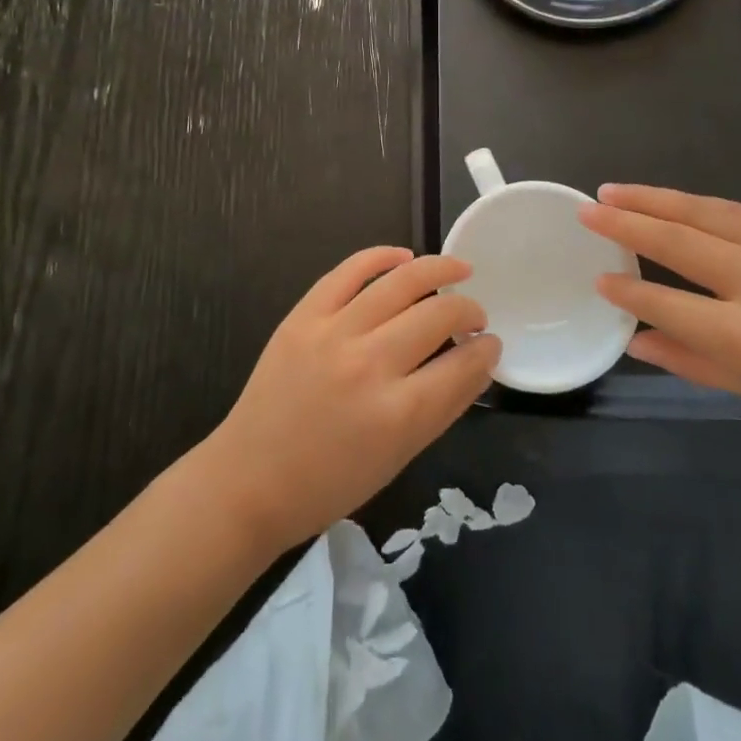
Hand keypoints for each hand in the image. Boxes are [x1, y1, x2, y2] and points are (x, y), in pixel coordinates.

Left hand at [200, 248, 497, 552]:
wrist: (249, 480)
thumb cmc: (330, 483)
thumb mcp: (399, 457)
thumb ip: (444, 406)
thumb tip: (479, 361)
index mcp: (398, 414)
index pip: (462, 365)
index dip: (487, 350)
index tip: (491, 343)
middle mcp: (369, 365)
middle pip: (438, 316)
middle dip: (469, 311)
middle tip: (475, 316)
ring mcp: (333, 334)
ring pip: (401, 282)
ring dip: (439, 270)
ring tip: (459, 269)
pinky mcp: (304, 316)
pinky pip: (349, 271)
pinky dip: (381, 257)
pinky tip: (404, 257)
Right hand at [578, 186, 740, 455]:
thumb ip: (689, 360)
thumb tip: (633, 339)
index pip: (667, 304)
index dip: (627, 291)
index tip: (598, 278)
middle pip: (678, 242)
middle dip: (626, 224)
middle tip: (587, 208)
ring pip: (704, 212)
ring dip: (653, 199)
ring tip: (613, 191)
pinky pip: (738, 210)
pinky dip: (698, 206)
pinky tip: (672, 201)